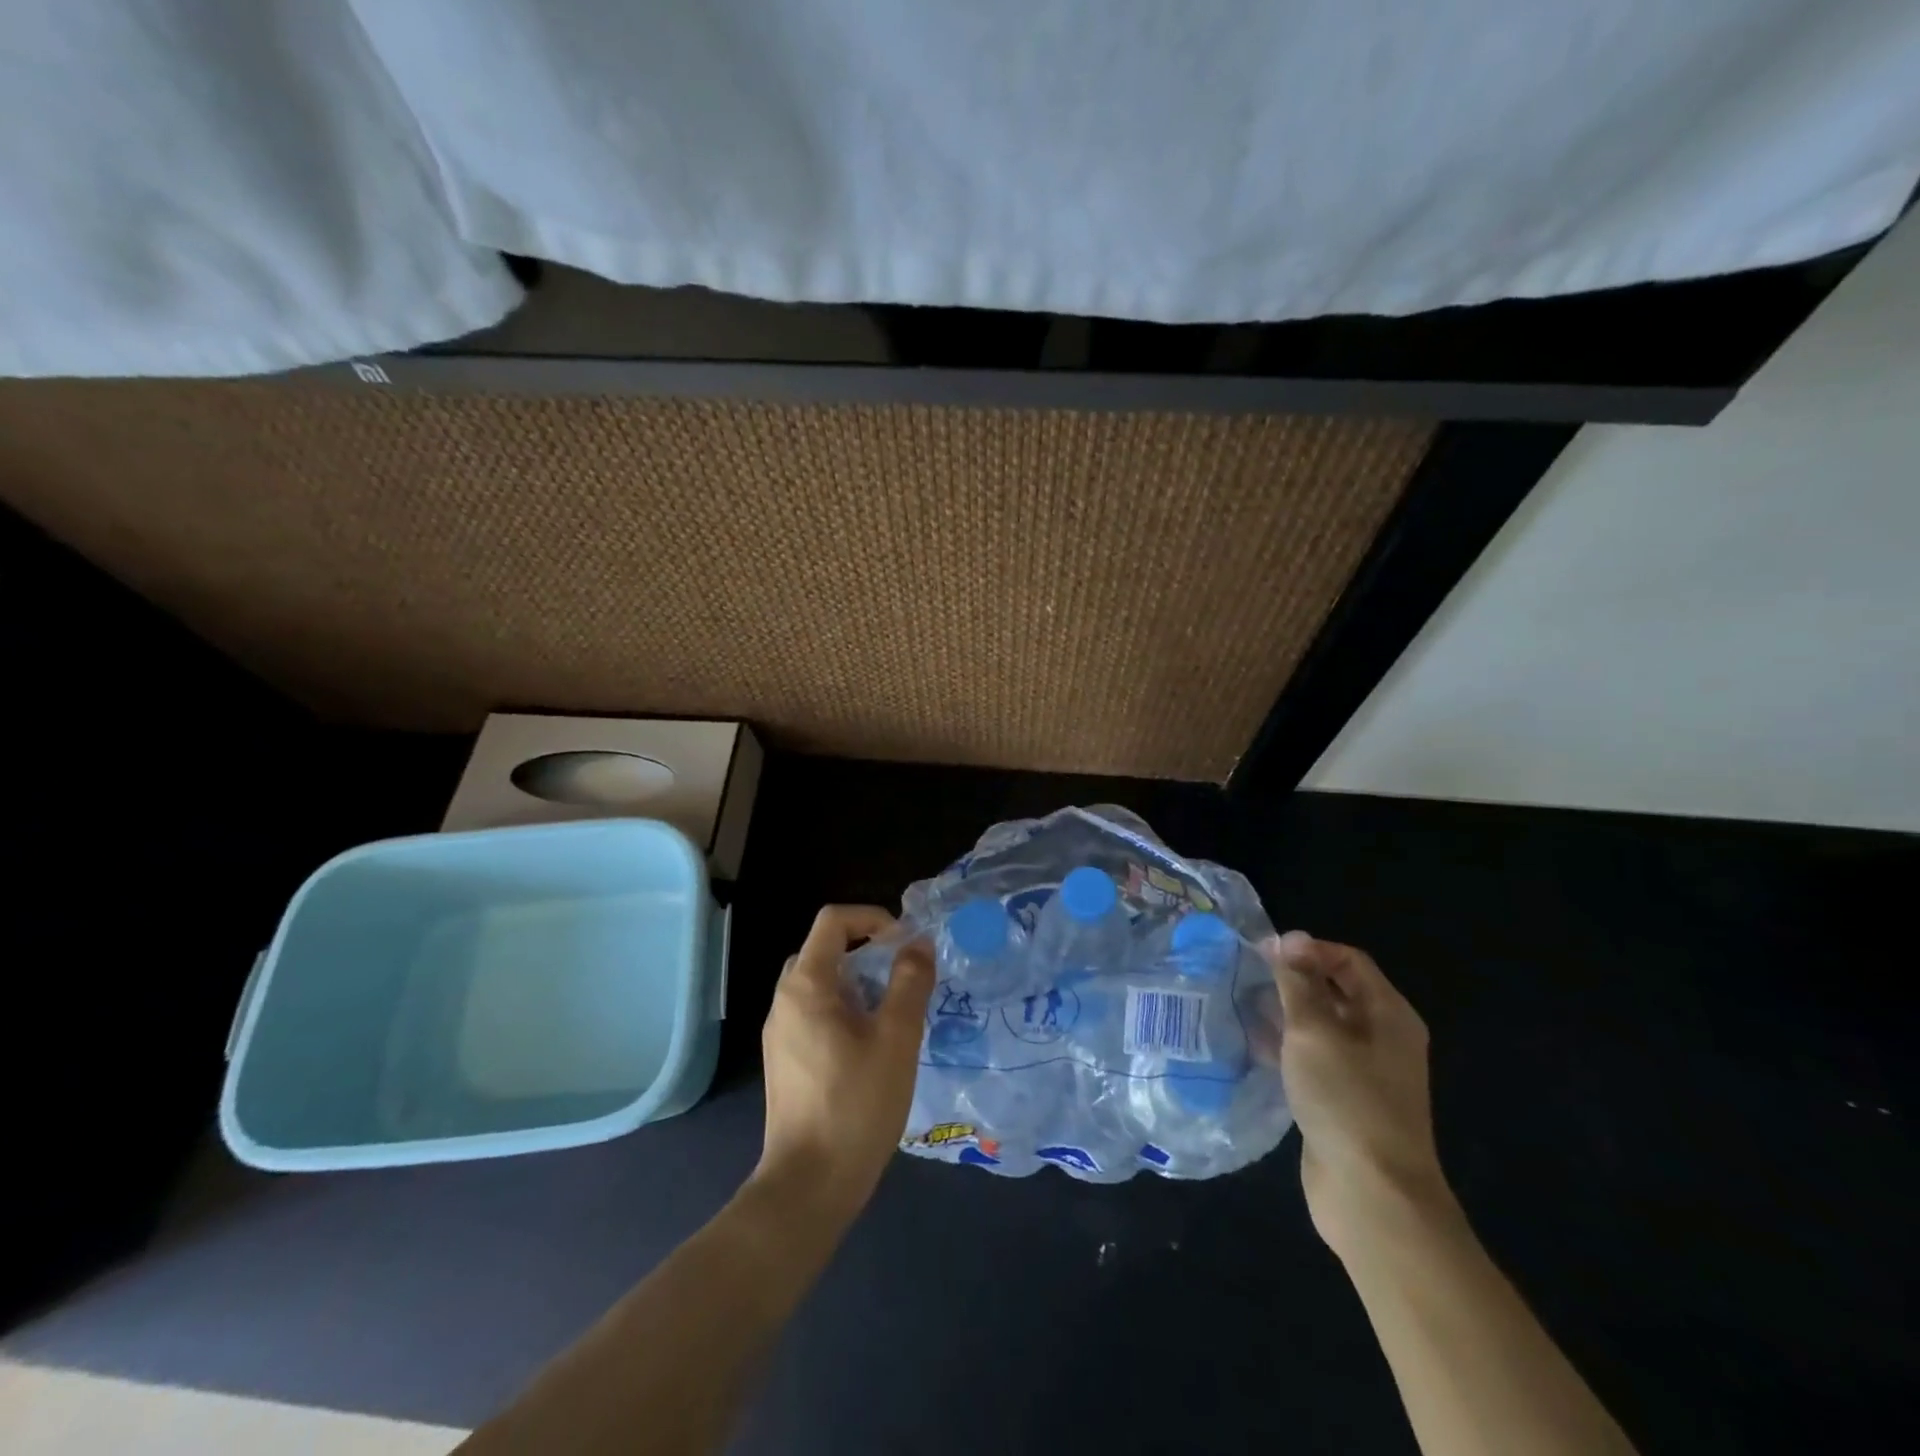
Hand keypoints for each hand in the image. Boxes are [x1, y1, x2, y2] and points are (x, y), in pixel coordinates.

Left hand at [755, 906, 934, 1215]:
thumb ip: (910, 982)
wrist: (809, 1185)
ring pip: (819, 984)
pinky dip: (843, 1009)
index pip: (833, 920)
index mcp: (805, 986)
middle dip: (866, 951)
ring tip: (892, 1012)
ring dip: (857, 982)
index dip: (872, 918)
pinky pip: (813, 1013)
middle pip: (824, 950)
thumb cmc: (856, 1104)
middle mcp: (784, 1001)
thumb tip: (918, 944)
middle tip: (901, 977)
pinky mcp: (784, 1060)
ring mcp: (779, 1033)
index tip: (904, 944)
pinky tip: (870, 1045)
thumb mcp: (896, 1038)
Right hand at [1260, 932, 1453, 1255]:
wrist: (1371, 1195)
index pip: (1349, 960)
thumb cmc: (1346, 1100)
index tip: (1264, 951)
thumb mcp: (1314, 1031)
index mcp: (1388, 1015)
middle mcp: (1381, 1038)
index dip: (1308, 949)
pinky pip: (1311, 1059)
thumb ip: (1297, 983)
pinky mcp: (1341, 1101)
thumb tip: (1289, 939)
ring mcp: (1362, 1073)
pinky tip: (1251, 1044)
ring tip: (1241, 1003)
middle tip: (1247, 974)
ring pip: (1319, 1026)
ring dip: (1284, 1012)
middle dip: (1293, 979)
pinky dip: (1284, 1046)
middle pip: (1335, 991)